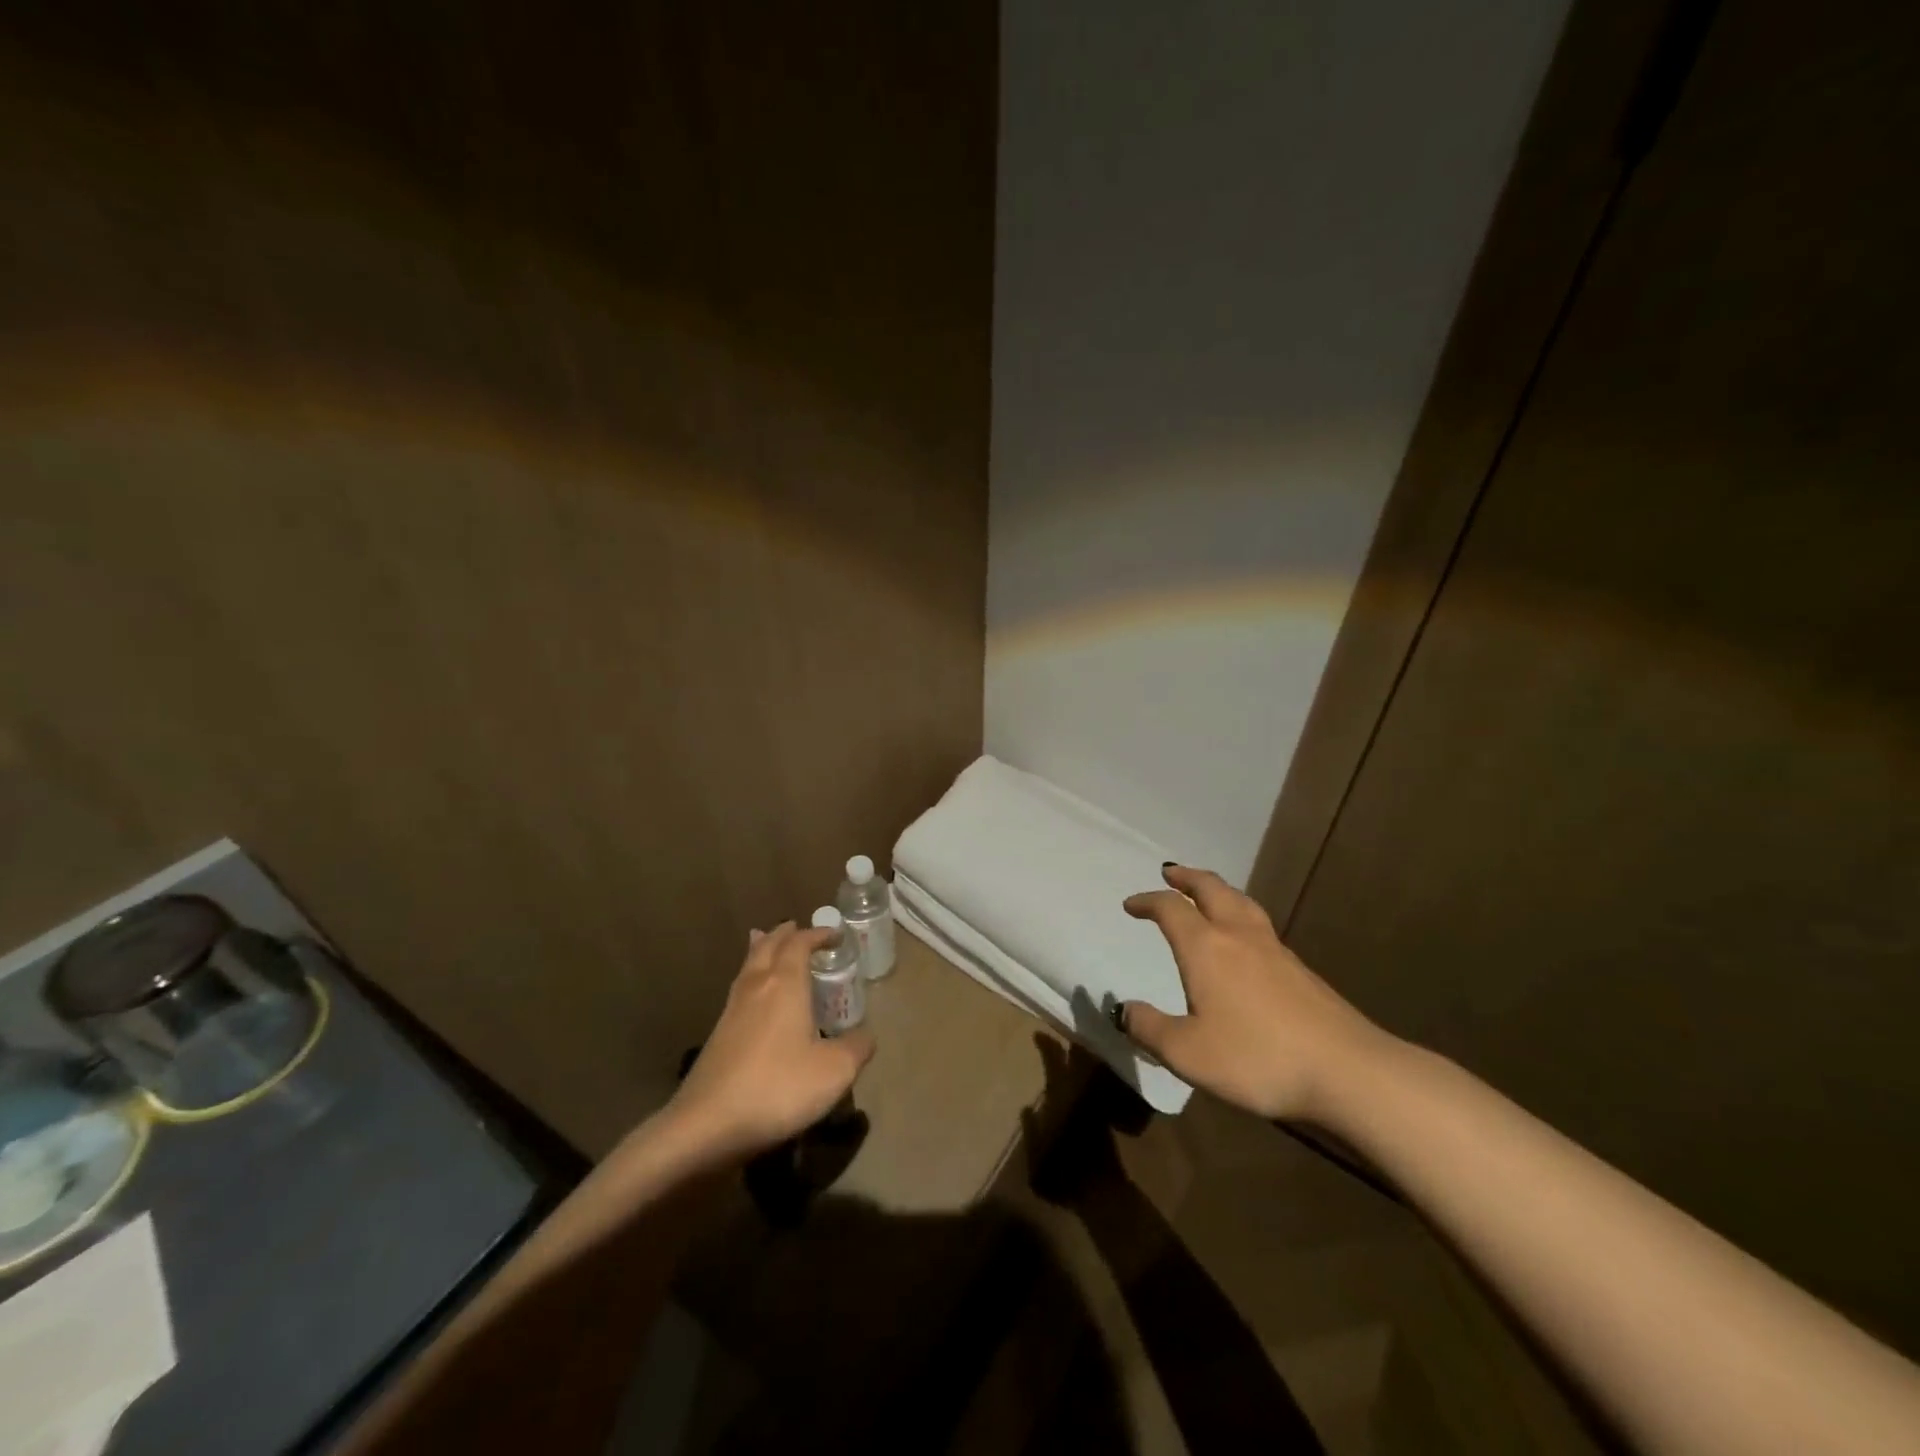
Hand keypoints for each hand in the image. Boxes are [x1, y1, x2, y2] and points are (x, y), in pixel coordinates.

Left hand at [669, 922, 875, 1160]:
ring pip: (749, 965)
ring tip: (768, 943)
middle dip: (785, 934)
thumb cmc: (778, 1087)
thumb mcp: (834, 1071)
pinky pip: (739, 989)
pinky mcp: (718, 1035)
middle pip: (768, 945)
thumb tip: (866, 1036)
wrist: (707, 1125)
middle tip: (798, 928)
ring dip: (763, 950)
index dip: (818, 935)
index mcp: (785, 983)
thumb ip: (856, 1048)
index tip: (835, 935)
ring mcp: (732, 1010)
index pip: (800, 943)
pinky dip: (752, 977)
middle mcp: (757, 986)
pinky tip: (755, 995)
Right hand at [1120, 865, 1390, 1122]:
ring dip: (1217, 890)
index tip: (1131, 905)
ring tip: (1207, 892)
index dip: (1147, 901)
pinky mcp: (1300, 970)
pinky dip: (1241, 914)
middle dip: (1187, 877)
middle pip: (1211, 889)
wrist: (1347, 1071)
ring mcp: (1275, 950)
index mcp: (1206, 947)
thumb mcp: (1187, 1053)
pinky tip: (1244, 937)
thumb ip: (1150, 1029)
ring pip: (1241, 902)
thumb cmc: (1257, 1058)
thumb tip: (1124, 1010)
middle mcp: (1238, 936)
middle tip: (1171, 873)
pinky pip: (1260, 924)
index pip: (1170, 909)